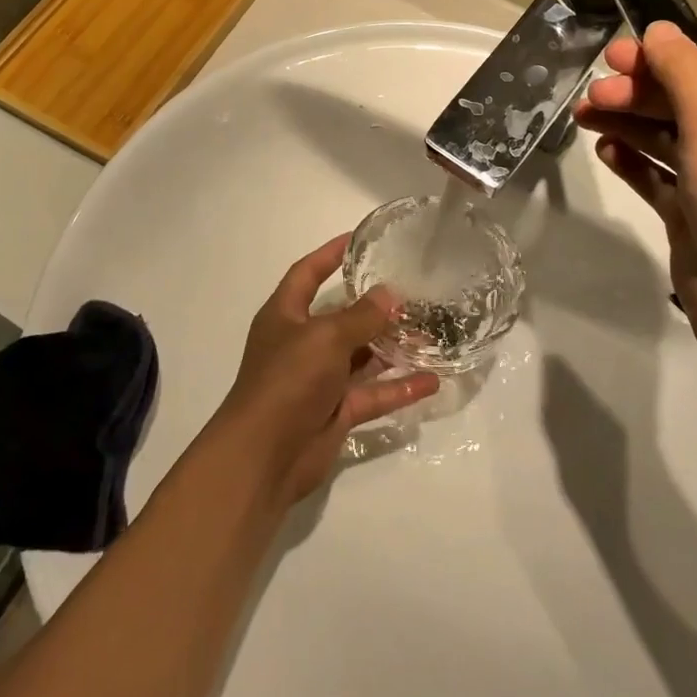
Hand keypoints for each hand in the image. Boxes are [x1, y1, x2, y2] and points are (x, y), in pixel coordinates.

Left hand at [215, 236, 438, 502]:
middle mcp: (301, 342)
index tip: (358, 239)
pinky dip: (398, 387)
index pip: (307, 273)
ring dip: (392, 347)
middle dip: (373, 306)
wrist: (264, 457)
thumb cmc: (287, 380)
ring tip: (430, 333)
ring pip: (361, 356)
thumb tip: (388, 295)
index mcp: (285, 315)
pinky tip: (431, 380)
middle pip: (341, 316)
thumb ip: (360, 316)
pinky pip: (372, 393)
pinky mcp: (336, 411)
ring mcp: (319, 379)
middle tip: (411, 292)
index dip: (329, 254)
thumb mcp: (325, 337)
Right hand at [575, 23, 696, 375]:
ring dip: (624, 123)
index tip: (612, 60)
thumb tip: (658, 29)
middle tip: (592, 98)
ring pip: (662, 137)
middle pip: (679, 100)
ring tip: (583, 119)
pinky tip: (605, 154)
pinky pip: (655, 176)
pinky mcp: (691, 215)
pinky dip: (630, 161)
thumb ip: (684, 71)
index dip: (659, 57)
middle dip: (634, 93)